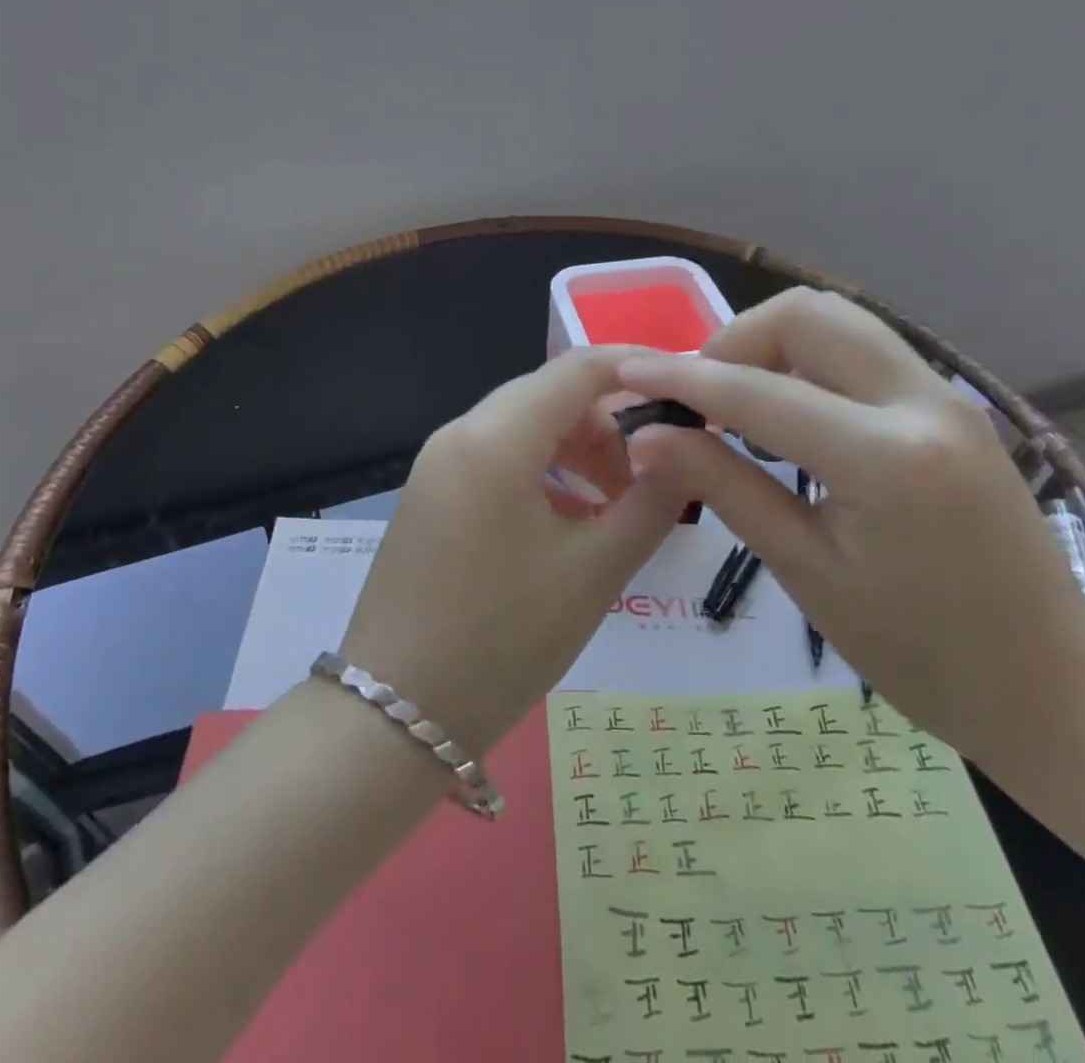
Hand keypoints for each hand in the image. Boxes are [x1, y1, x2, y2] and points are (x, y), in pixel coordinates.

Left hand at [338, 347, 685, 757]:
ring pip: (525, 426)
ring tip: (617, 506)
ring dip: (579, 449)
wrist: (395, 716)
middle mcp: (460, 432)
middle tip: (658, 471)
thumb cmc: (502, 640)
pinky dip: (544, 472)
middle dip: (612, 420)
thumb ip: (651, 502)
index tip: (689, 390)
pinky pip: (498, 458)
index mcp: (496, 437)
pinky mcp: (431, 494)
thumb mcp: (593, 572)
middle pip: (550, 394)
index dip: (640, 368)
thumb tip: (688, 451)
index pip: (579, 368)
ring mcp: (438, 463)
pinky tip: (570, 521)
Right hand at [617, 289, 1084, 763]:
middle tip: (700, 397)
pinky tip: (789, 410)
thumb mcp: (805, 571)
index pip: (758, 392)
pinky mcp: (951, 403)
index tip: (629, 373)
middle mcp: (923, 402)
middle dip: (735, 340)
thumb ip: (724, 487)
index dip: (682, 378)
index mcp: (886, 458)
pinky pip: (866, 348)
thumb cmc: (917, 651)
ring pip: (840, 319)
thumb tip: (648, 438)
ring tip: (737, 400)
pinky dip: (810, 359)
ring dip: (773, 342)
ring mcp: (946, 395)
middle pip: (808, 314)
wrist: (1048, 681)